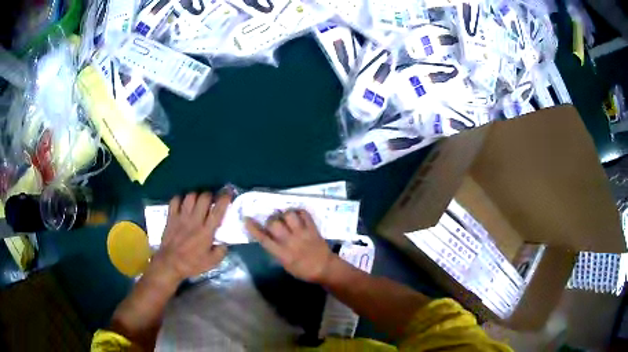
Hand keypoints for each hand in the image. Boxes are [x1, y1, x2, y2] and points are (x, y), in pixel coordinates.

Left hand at [149, 191, 231, 286]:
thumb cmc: (191, 264)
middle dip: (210, 195)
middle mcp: (195, 221)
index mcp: (206, 231)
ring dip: (196, 195)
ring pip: (190, 196)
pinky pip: (175, 200)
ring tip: (198, 200)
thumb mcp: (212, 262)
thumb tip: (225, 242)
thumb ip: (221, 251)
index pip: (218, 211)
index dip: (224, 199)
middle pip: (204, 198)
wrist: (170, 264)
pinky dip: (180, 198)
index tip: (228, 193)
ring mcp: (181, 217)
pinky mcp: (171, 217)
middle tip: (211, 199)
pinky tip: (183, 203)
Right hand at [245, 209, 335, 282]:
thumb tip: (267, 238)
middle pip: (274, 223)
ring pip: (289, 215)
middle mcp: (290, 241)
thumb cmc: (303, 270)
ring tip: (286, 218)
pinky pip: (304, 213)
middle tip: (274, 222)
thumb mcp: (285, 265)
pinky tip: (297, 216)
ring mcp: (302, 233)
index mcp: (282, 254)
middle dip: (271, 220)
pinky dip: (299, 212)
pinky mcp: (313, 228)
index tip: (247, 219)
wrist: (325, 269)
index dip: (253, 228)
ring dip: (285, 214)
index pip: (263, 238)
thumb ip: (276, 251)